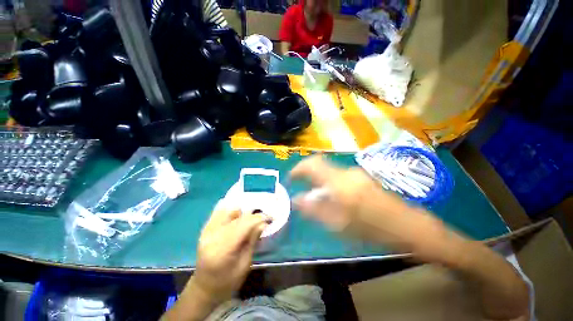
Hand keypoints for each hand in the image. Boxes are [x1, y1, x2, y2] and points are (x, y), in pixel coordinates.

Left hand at [188, 200, 270, 305]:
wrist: (203, 287)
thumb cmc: (227, 282)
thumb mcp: (244, 265)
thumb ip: (252, 241)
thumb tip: (263, 223)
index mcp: (223, 249)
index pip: (244, 225)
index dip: (259, 218)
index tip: (270, 218)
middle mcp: (213, 236)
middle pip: (238, 217)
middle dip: (254, 215)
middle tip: (263, 219)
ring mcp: (207, 230)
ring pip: (230, 211)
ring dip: (243, 213)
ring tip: (250, 220)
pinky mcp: (205, 228)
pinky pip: (220, 212)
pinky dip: (232, 212)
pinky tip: (238, 217)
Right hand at [290, 156, 452, 259]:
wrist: (408, 226)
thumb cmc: (372, 228)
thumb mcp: (339, 224)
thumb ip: (314, 209)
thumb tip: (296, 199)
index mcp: (340, 182)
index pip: (312, 164)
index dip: (298, 169)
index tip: (291, 178)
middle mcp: (346, 172)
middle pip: (319, 165)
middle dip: (307, 174)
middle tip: (300, 187)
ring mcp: (355, 172)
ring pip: (328, 170)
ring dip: (318, 179)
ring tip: (315, 195)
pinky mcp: (360, 176)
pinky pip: (337, 175)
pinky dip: (328, 182)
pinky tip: (332, 196)